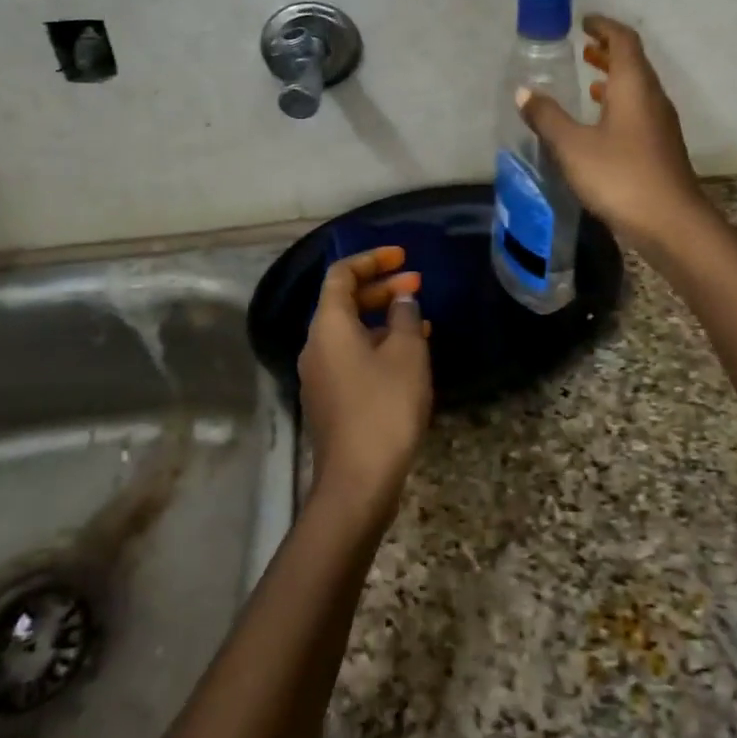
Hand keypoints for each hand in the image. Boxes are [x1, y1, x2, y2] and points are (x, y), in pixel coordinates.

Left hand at [298, 246, 432, 523]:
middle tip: (417, 284)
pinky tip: (408, 356)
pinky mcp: (330, 399)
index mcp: (328, 325)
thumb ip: (405, 316)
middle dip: (381, 287)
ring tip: (420, 319)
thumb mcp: (406, 353)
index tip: (403, 257)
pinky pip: (353, 355)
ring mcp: (320, 374)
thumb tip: (402, 299)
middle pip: (344, 301)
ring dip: (383, 317)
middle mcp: (316, 344)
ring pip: (351, 330)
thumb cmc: (384, 406)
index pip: (341, 274)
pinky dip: (378, 344)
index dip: (372, 259)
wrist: (357, 481)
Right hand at [517, 14, 707, 250]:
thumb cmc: (620, 176)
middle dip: (608, 50)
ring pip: (637, 88)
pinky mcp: (660, 147)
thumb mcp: (572, 146)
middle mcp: (652, 98)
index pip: (624, 40)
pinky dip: (618, 103)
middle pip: (633, 62)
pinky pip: (638, 110)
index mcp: (634, 86)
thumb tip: (523, 91)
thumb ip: (547, 116)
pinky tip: (600, 123)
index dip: (604, 27)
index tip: (584, 22)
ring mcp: (660, 124)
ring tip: (587, 81)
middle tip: (583, 48)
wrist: (671, 223)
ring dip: (613, 79)